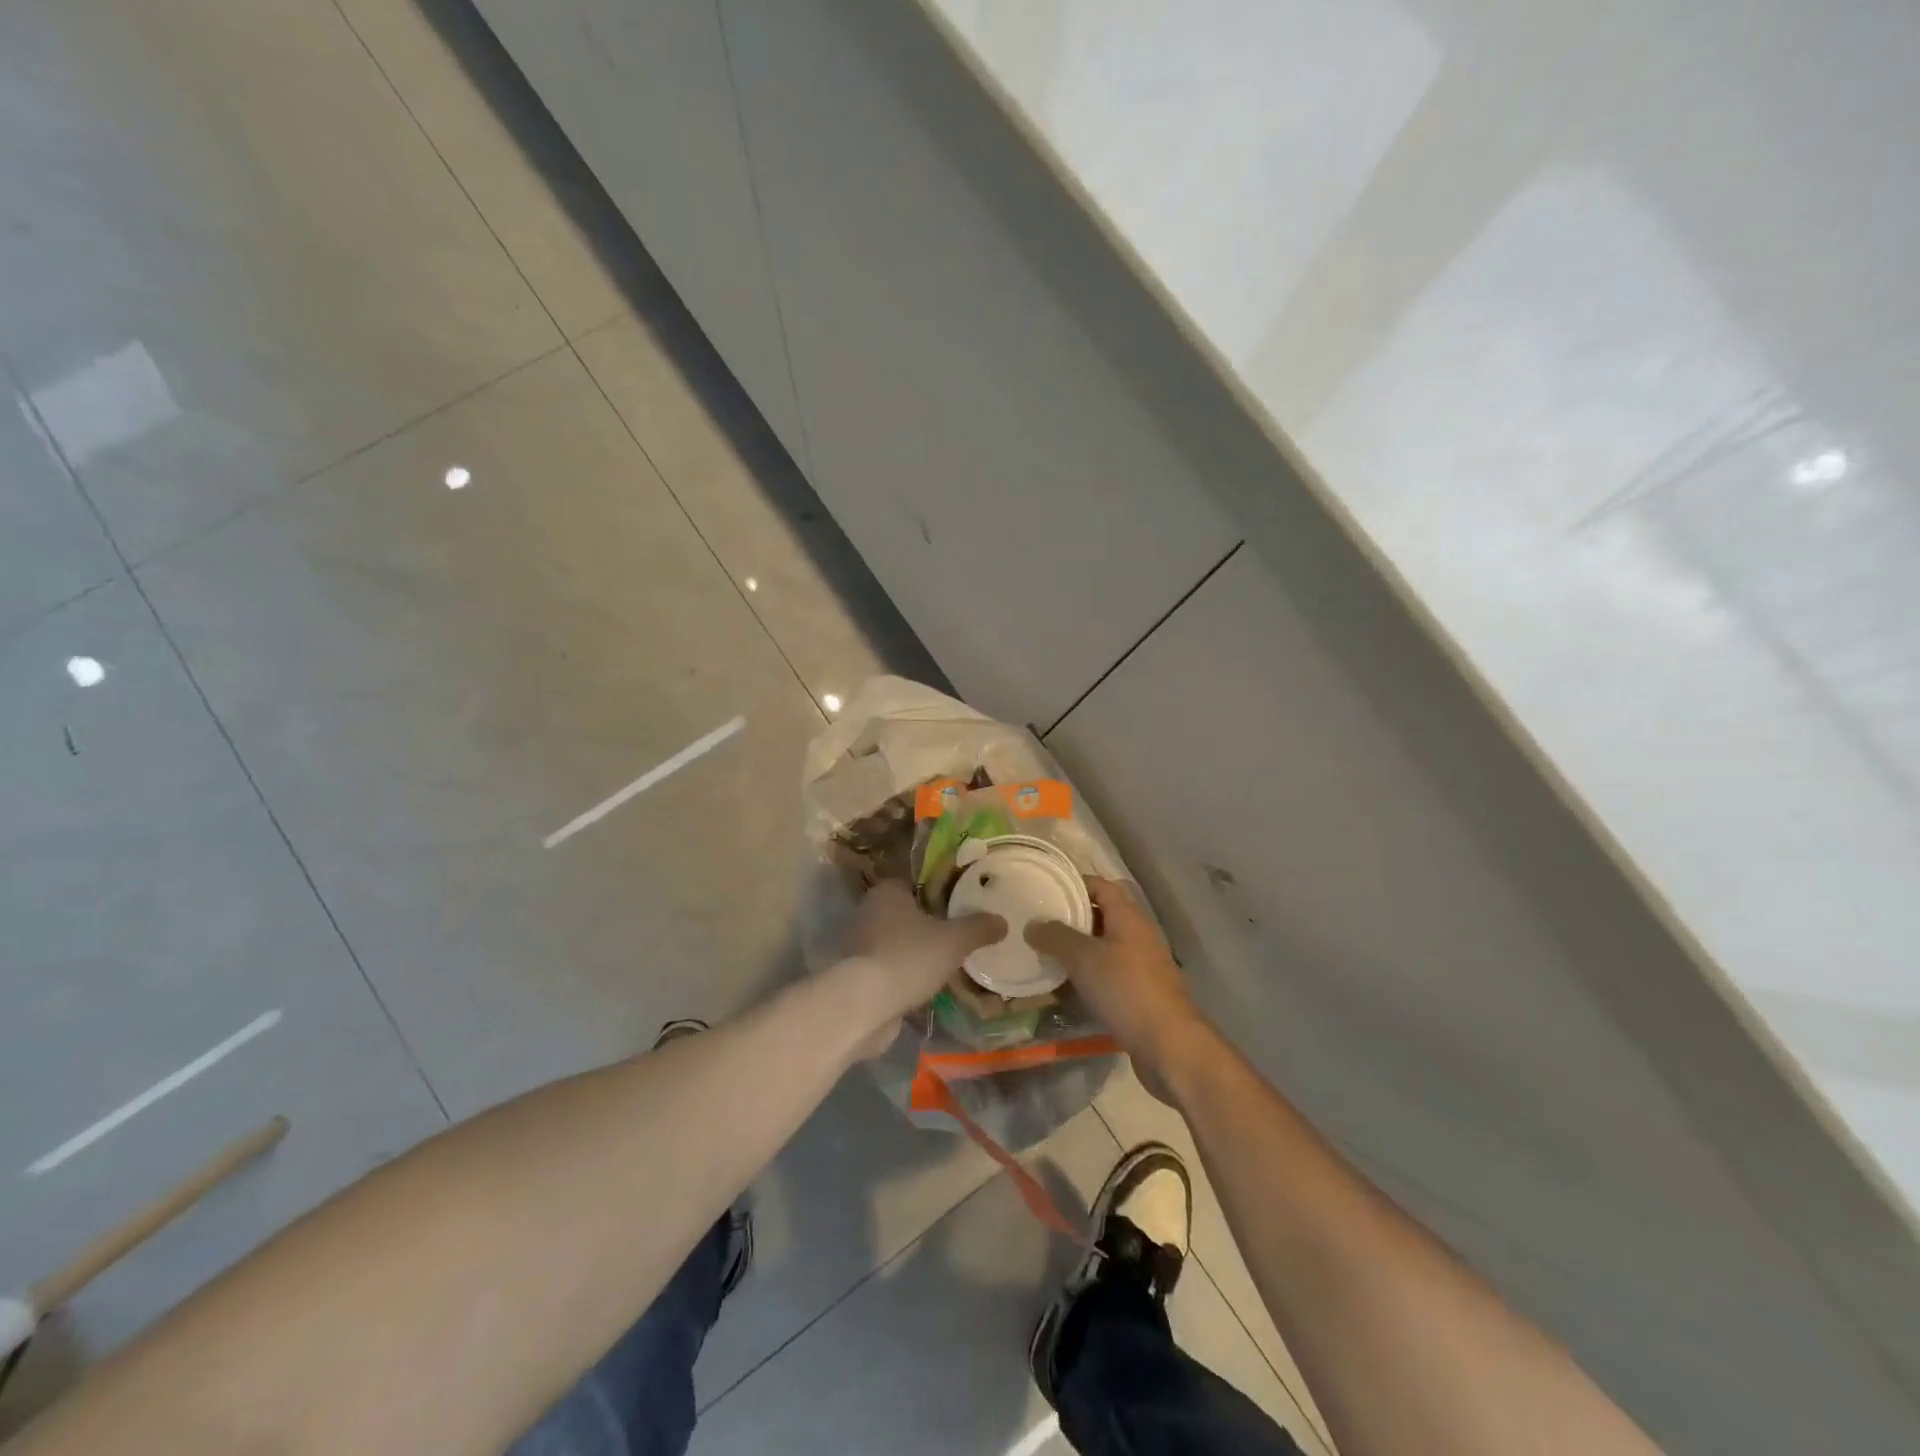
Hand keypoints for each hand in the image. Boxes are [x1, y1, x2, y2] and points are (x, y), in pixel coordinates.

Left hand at [836, 881, 1005, 1056]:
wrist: (865, 1005)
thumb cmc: (909, 957)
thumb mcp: (954, 940)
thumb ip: (979, 928)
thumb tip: (1002, 921)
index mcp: (888, 891)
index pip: (917, 882)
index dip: (940, 891)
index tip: (962, 904)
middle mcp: (869, 911)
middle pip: (907, 912)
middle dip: (930, 923)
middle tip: (960, 934)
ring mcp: (860, 944)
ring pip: (898, 941)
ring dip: (917, 951)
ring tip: (948, 962)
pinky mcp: (858, 974)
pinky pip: (890, 967)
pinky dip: (905, 974)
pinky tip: (928, 985)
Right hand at [1027, 877, 1207, 1101]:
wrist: (1169, 1045)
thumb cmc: (1126, 989)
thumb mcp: (1083, 958)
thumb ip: (1055, 937)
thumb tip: (1032, 924)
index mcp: (1128, 917)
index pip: (1099, 886)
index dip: (1072, 883)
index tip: (1043, 888)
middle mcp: (1138, 935)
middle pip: (1100, 917)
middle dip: (1069, 919)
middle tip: (1035, 924)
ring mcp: (1141, 966)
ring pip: (1102, 949)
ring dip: (1075, 952)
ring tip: (1042, 955)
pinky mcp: (1140, 994)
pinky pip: (1107, 976)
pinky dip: (1086, 977)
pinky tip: (1063, 989)